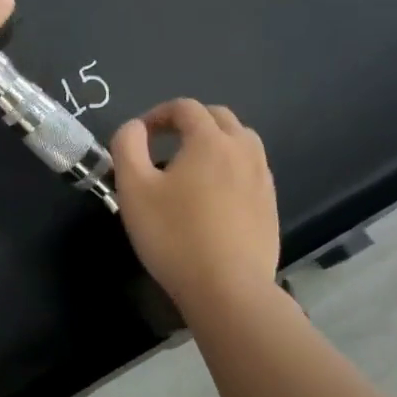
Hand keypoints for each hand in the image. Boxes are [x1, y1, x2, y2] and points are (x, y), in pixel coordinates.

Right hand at [111, 100, 280, 312]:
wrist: (228, 289)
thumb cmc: (173, 235)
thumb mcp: (133, 188)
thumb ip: (127, 146)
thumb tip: (134, 128)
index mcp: (210, 141)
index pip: (185, 107)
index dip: (158, 114)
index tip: (139, 136)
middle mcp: (243, 151)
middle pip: (219, 118)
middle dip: (189, 122)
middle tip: (163, 143)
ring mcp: (262, 179)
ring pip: (241, 142)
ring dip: (214, 142)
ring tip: (190, 166)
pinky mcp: (270, 206)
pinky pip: (251, 170)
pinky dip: (230, 167)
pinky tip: (212, 196)